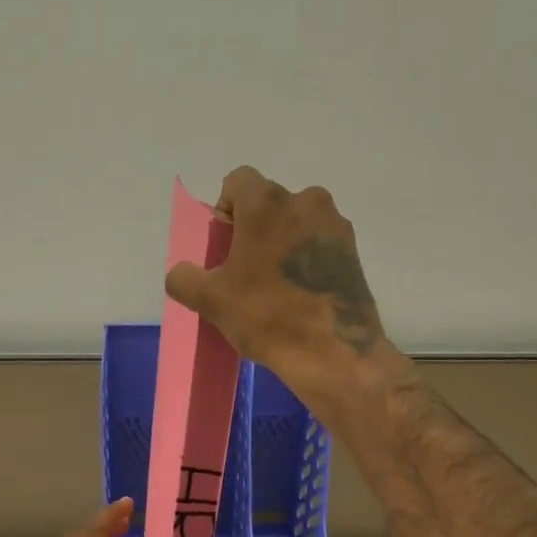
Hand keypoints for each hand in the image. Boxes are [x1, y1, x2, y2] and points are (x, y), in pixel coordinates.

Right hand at [163, 166, 386, 411]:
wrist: (331, 353)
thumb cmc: (266, 316)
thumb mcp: (209, 300)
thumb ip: (184, 278)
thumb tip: (182, 273)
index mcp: (267, 203)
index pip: (238, 182)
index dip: (225, 210)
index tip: (224, 246)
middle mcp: (306, 201)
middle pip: (269, 203)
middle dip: (253, 228)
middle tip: (245, 270)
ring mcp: (335, 226)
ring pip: (296, 223)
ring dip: (281, 243)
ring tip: (274, 285)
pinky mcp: (353, 252)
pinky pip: (318, 244)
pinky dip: (305, 260)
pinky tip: (299, 295)